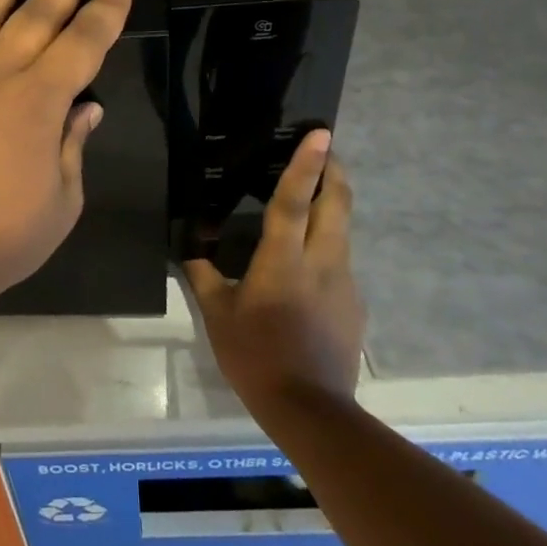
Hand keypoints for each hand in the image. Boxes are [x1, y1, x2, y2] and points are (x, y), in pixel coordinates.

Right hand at [184, 129, 364, 411]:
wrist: (312, 410)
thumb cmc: (256, 357)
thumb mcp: (218, 316)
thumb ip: (204, 277)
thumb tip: (192, 252)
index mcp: (283, 261)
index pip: (294, 201)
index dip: (306, 165)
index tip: (321, 135)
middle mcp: (321, 262)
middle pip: (337, 204)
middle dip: (335, 171)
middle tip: (326, 149)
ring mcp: (344, 283)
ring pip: (343, 230)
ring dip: (333, 204)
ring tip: (314, 196)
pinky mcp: (355, 303)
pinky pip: (341, 260)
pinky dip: (329, 243)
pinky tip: (309, 262)